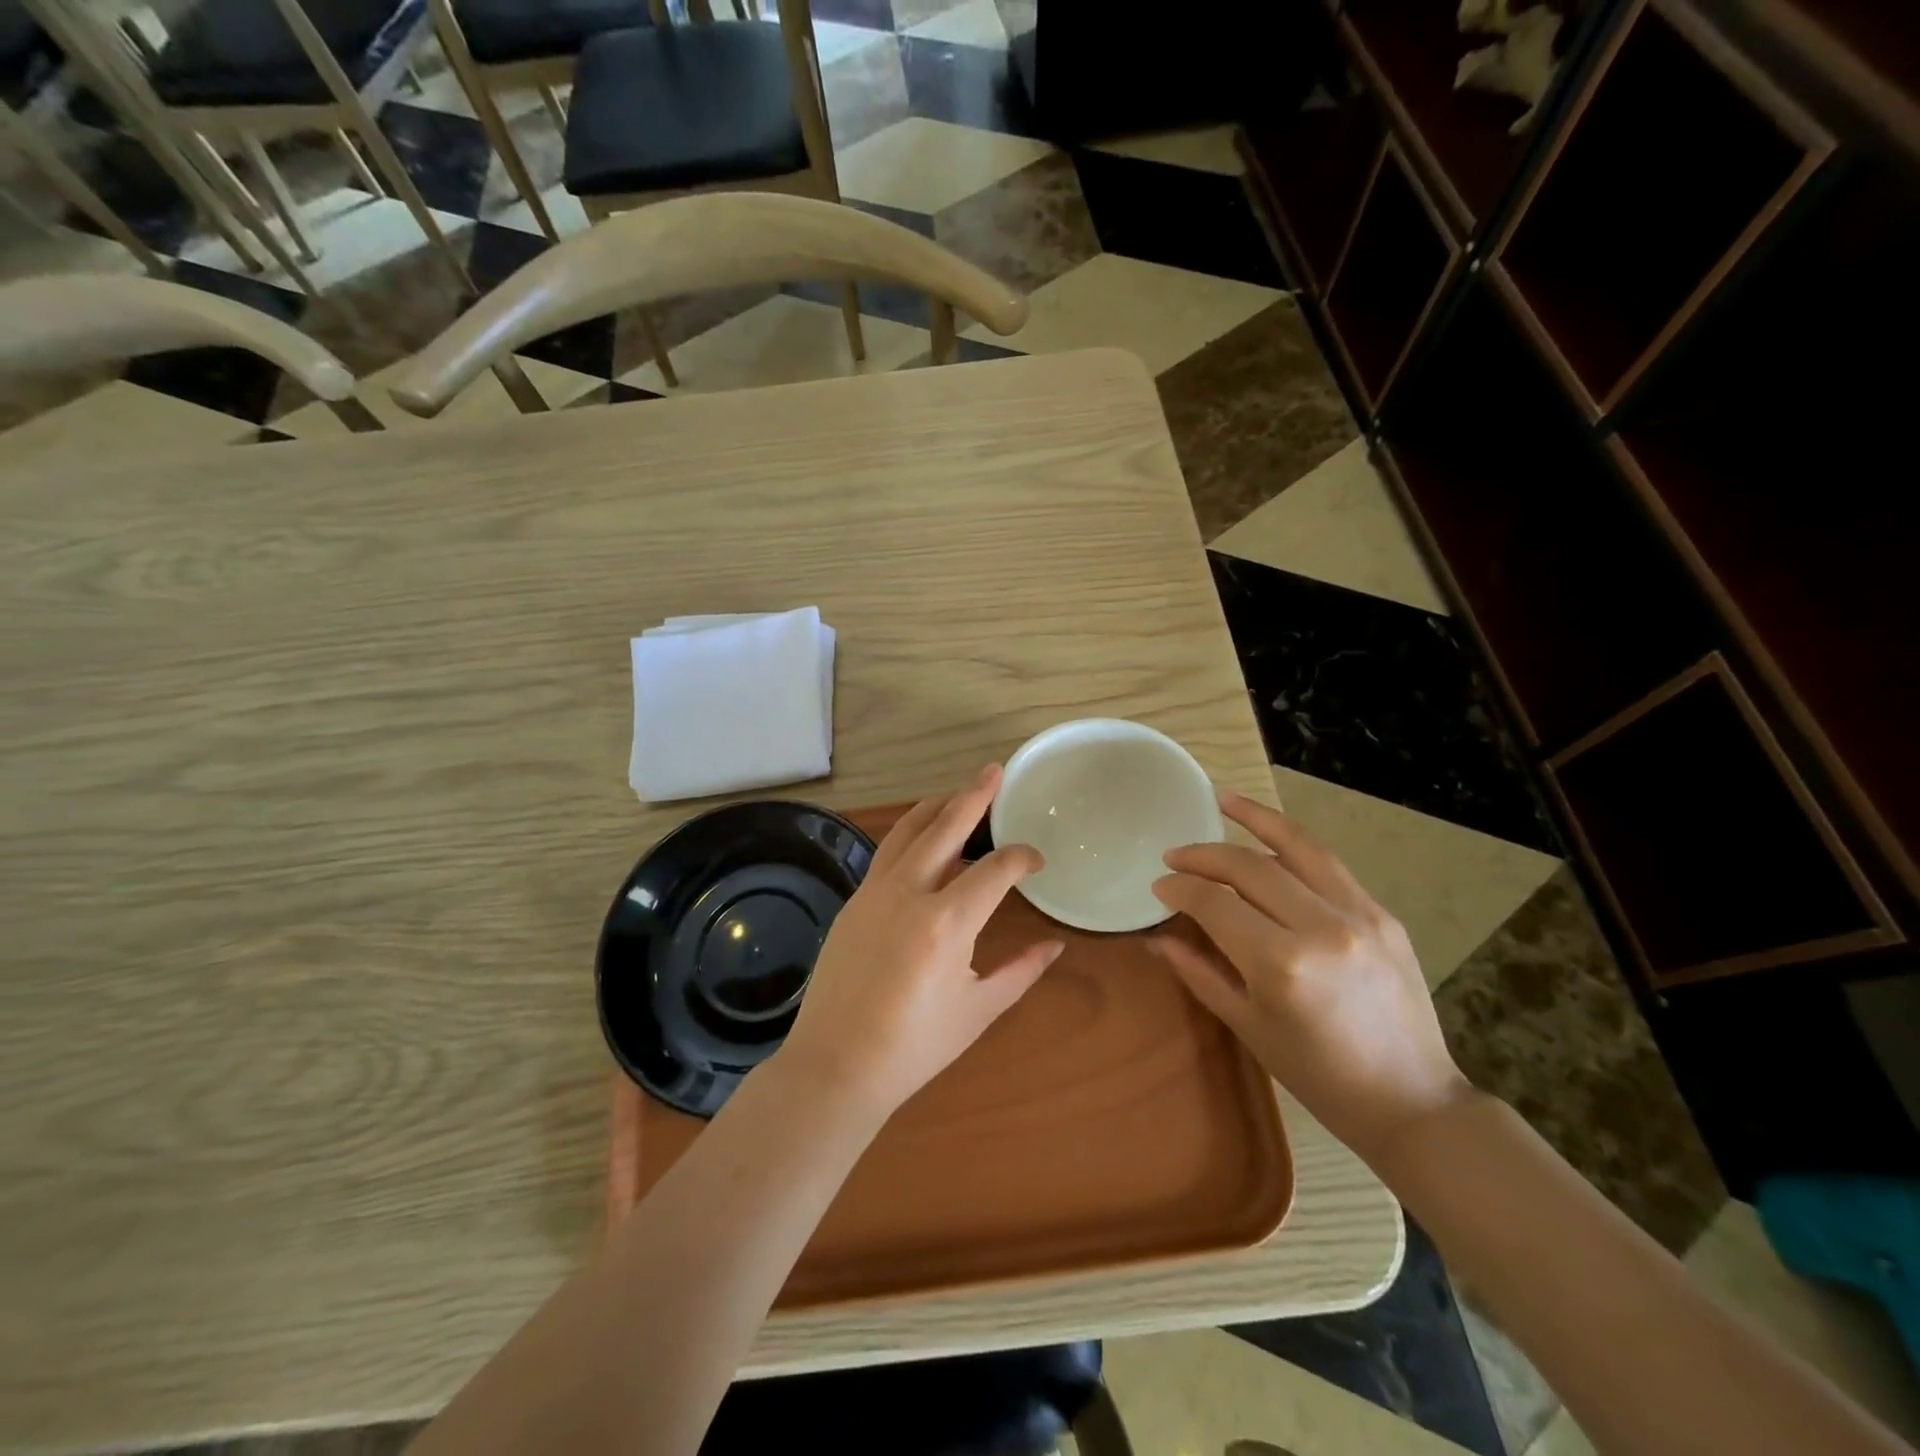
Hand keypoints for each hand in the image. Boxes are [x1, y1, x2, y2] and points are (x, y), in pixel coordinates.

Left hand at [777, 765, 1064, 1117]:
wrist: (835, 1066)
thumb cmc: (914, 1047)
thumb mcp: (978, 1010)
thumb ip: (1021, 970)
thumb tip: (1056, 945)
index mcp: (946, 922)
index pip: (995, 869)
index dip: (1021, 858)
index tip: (1036, 860)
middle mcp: (908, 893)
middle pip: (945, 826)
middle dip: (974, 795)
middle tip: (994, 771)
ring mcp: (873, 892)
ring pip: (907, 830)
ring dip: (936, 807)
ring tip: (959, 793)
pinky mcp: (853, 901)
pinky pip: (887, 853)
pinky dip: (911, 835)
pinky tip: (924, 841)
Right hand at [1150, 790, 1472, 1162]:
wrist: (1411, 1101)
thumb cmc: (1318, 1076)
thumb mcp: (1248, 1026)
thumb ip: (1199, 971)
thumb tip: (1157, 937)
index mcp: (1281, 965)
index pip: (1214, 904)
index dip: (1180, 889)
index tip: (1159, 886)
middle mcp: (1320, 927)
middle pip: (1250, 867)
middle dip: (1204, 855)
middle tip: (1174, 855)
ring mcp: (1359, 915)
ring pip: (1297, 847)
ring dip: (1255, 818)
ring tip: (1223, 800)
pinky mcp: (1383, 914)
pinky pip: (1328, 865)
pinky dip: (1293, 843)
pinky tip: (1269, 835)